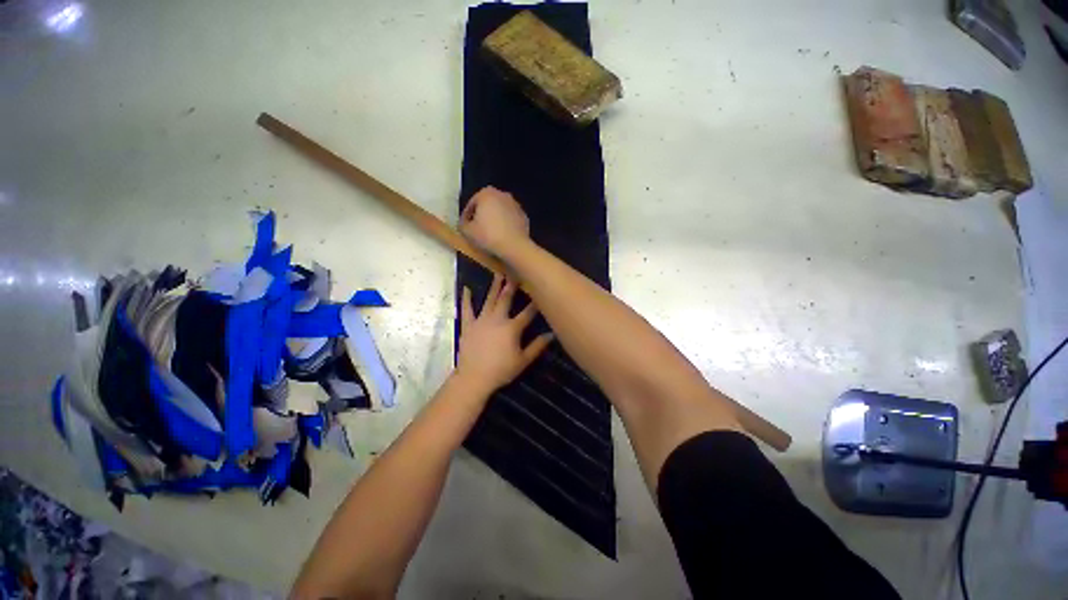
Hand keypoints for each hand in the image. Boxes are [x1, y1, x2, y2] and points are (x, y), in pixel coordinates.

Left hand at [456, 274, 553, 394]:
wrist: (474, 378)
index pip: (527, 312)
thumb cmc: (501, 370)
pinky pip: (466, 309)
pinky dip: (466, 299)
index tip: (540, 291)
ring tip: (498, 273)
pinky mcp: (468, 325)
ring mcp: (481, 320)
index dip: (535, 302)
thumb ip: (537, 346)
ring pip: (489, 299)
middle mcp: (497, 319)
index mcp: (512, 328)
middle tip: (516, 272)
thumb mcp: (523, 360)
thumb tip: (552, 334)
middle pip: (506, 299)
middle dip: (512, 286)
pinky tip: (466, 288)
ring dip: (494, 286)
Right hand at [460, 186, 529, 256]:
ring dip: (495, 220)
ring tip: (490, 234)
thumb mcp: (467, 231)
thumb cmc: (488, 236)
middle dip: (482, 215)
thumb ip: (462, 224)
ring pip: (500, 212)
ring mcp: (516, 205)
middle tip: (477, 230)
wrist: (514, 246)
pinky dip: (506, 225)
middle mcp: (502, 194)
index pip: (472, 204)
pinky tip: (503, 237)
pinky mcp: (524, 217)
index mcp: (486, 193)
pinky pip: (511, 220)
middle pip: (487, 205)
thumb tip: (464, 224)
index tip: (465, 227)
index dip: (466, 216)